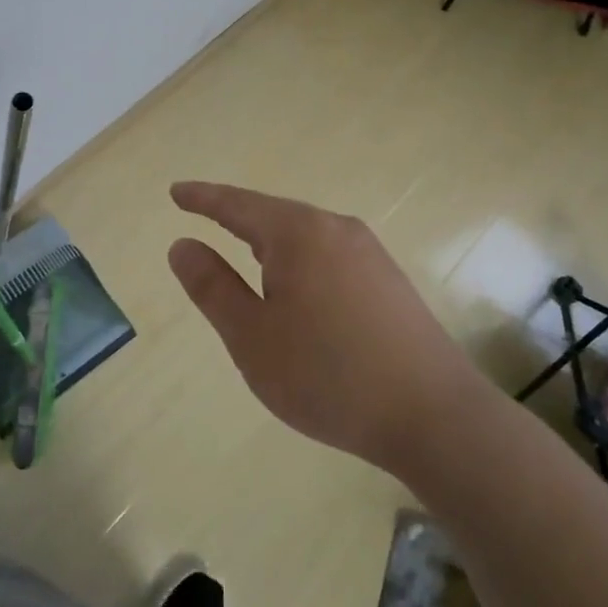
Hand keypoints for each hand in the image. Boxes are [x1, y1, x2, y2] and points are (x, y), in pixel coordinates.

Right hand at [168, 181, 485, 474]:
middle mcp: (336, 229)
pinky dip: (300, 261)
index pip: (237, 205)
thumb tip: (183, 244)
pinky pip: (329, 255)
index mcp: (298, 233)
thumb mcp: (252, 336)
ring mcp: (369, 252)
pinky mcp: (388, 279)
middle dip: (237, 218)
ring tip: (245, 254)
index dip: (203, 198)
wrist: (432, 414)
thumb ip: (212, 286)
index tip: (176, 192)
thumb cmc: (327, 374)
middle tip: (205, 219)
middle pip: (274, 214)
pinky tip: (298, 288)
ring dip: (270, 242)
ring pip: (305, 235)